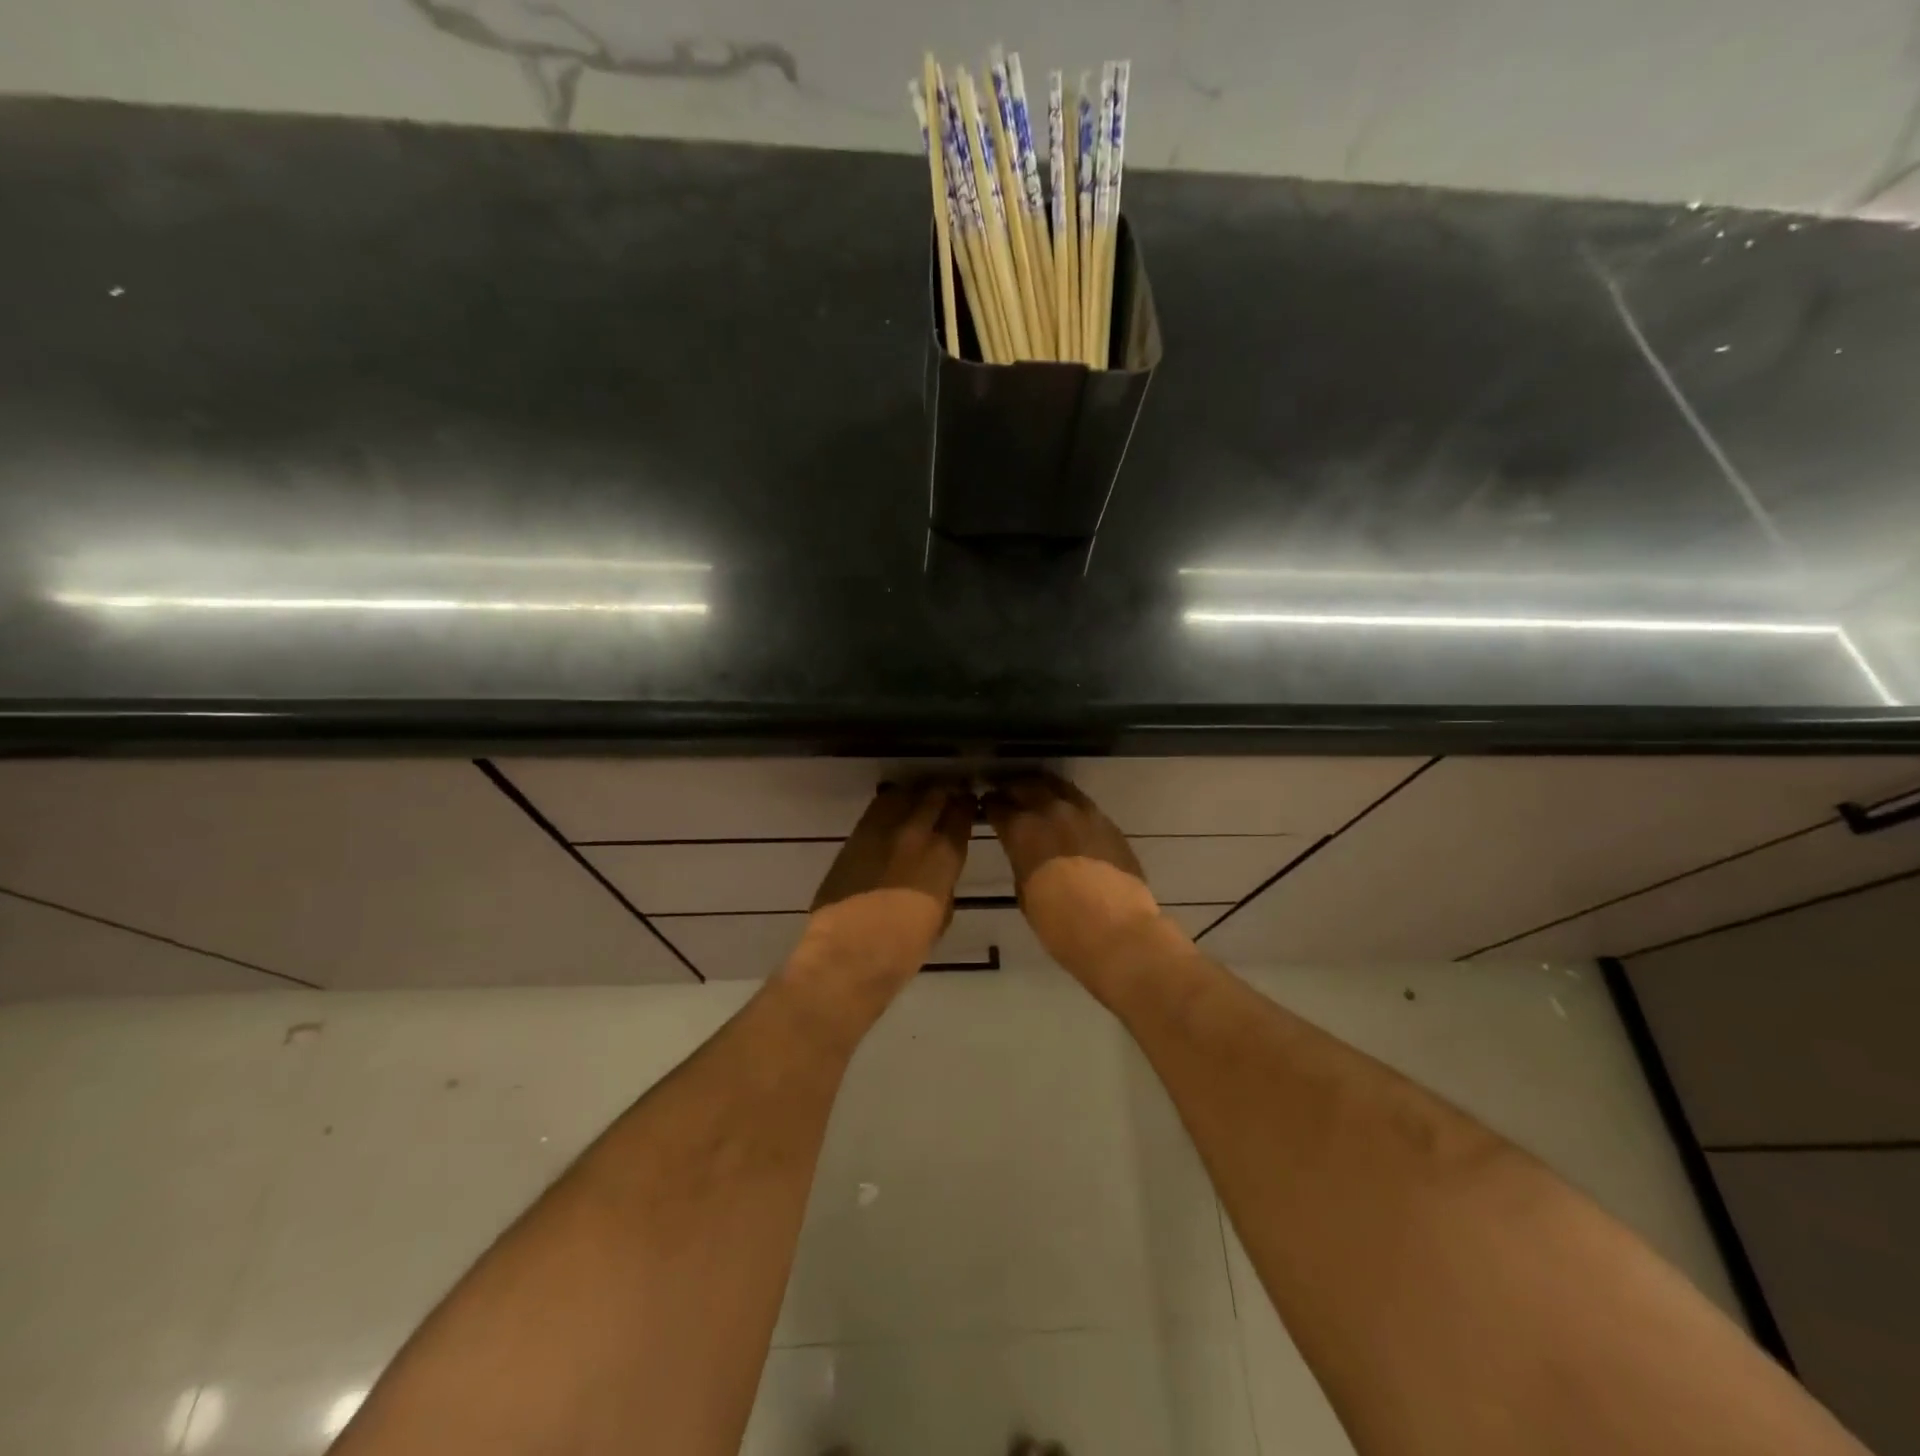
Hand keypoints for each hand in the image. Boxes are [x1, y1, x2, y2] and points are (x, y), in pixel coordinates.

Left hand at [794, 781, 972, 997]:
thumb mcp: (941, 914)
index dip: (966, 806)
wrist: (848, 953)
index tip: (967, 805)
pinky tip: (891, 812)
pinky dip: (888, 806)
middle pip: (934, 795)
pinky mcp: (855, 835)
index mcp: (944, 855)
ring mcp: (882, 830)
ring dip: (914, 795)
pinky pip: (877, 808)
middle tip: (946, 797)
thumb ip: (943, 883)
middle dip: (943, 793)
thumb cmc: (904, 949)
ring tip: (918, 801)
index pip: (961, 814)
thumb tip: (938, 872)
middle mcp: (916, 833)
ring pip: (903, 794)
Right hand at [982, 773, 1172, 979]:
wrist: (1117, 932)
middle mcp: (1050, 811)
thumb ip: (1021, 862)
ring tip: (1038, 797)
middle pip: (1026, 786)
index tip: (987, 806)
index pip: (997, 806)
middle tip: (1009, 795)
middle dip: (1014, 789)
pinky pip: (1082, 802)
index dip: (989, 805)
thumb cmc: (1060, 925)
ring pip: (1057, 786)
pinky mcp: (1107, 822)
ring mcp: (1083, 813)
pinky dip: (1069, 803)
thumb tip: (1025, 852)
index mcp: (1022, 831)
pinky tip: (1067, 814)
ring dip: (1043, 789)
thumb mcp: (1025, 893)